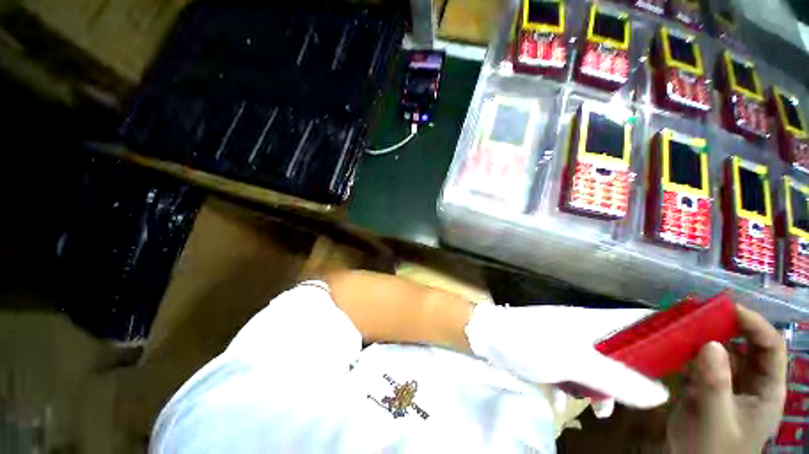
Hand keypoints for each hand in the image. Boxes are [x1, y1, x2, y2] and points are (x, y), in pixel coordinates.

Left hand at [465, 304, 668, 412]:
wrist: (489, 338)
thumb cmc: (529, 343)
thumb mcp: (574, 362)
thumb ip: (617, 378)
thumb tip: (661, 394)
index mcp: (592, 322)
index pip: (637, 321)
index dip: (663, 331)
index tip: (685, 353)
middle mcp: (583, 329)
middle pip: (623, 349)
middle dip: (631, 376)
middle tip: (635, 398)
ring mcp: (567, 341)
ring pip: (600, 365)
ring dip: (602, 388)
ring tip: (598, 409)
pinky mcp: (554, 353)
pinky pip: (577, 371)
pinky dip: (578, 386)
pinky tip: (569, 399)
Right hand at [667, 305, 786, 453]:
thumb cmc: (711, 448)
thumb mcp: (715, 419)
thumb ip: (715, 383)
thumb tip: (710, 344)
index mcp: (767, 389)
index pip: (770, 347)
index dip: (754, 324)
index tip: (728, 308)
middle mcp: (752, 381)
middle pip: (747, 345)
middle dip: (728, 325)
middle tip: (702, 311)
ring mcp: (729, 383)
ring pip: (724, 351)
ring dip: (706, 335)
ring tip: (685, 322)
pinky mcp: (708, 385)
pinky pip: (703, 361)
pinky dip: (691, 349)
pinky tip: (675, 342)